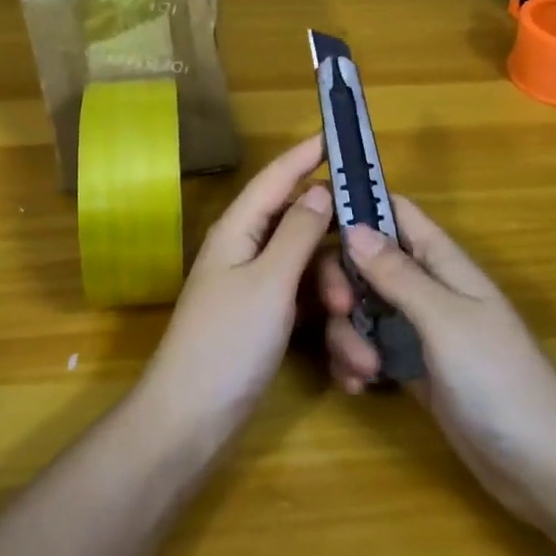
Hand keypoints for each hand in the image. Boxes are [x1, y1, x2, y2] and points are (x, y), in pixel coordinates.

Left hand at [140, 135, 330, 442]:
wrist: (190, 420)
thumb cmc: (228, 342)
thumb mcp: (270, 282)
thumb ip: (298, 233)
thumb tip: (319, 189)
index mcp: (239, 230)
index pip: (275, 178)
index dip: (304, 155)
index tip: (336, 134)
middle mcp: (246, 250)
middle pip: (301, 230)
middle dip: (335, 254)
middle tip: (365, 277)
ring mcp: (256, 287)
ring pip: (309, 273)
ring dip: (335, 300)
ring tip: (355, 341)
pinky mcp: (265, 320)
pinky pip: (304, 306)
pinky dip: (326, 325)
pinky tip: (347, 361)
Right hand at [317, 197, 555, 525]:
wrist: (541, 468)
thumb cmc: (499, 379)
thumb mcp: (445, 319)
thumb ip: (397, 273)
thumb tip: (353, 226)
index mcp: (442, 262)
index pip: (396, 213)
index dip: (359, 206)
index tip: (314, 220)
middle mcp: (426, 288)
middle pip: (366, 260)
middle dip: (342, 281)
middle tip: (339, 309)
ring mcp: (417, 330)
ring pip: (361, 308)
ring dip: (347, 332)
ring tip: (362, 369)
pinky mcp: (410, 369)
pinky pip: (368, 348)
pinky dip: (354, 361)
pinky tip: (357, 386)